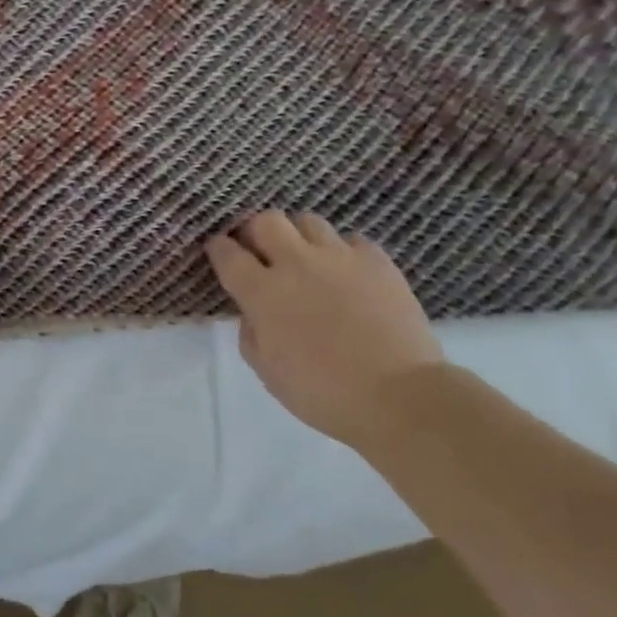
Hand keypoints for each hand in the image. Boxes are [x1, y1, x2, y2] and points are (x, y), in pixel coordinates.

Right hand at [206, 211, 444, 447]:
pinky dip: (340, 252)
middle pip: (265, 221)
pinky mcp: (377, 261)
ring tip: (304, 259)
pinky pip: (350, 240)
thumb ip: (250, 332)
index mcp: (262, 293)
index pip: (227, 253)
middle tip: (259, 252)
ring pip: (308, 222)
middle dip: (255, 232)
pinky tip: (345, 274)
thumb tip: (253, 311)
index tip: (219, 253)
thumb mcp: (267, 371)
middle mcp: (297, 263)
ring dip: (297, 237)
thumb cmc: (322, 393)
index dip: (218, 249)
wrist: (398, 396)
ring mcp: (340, 257)